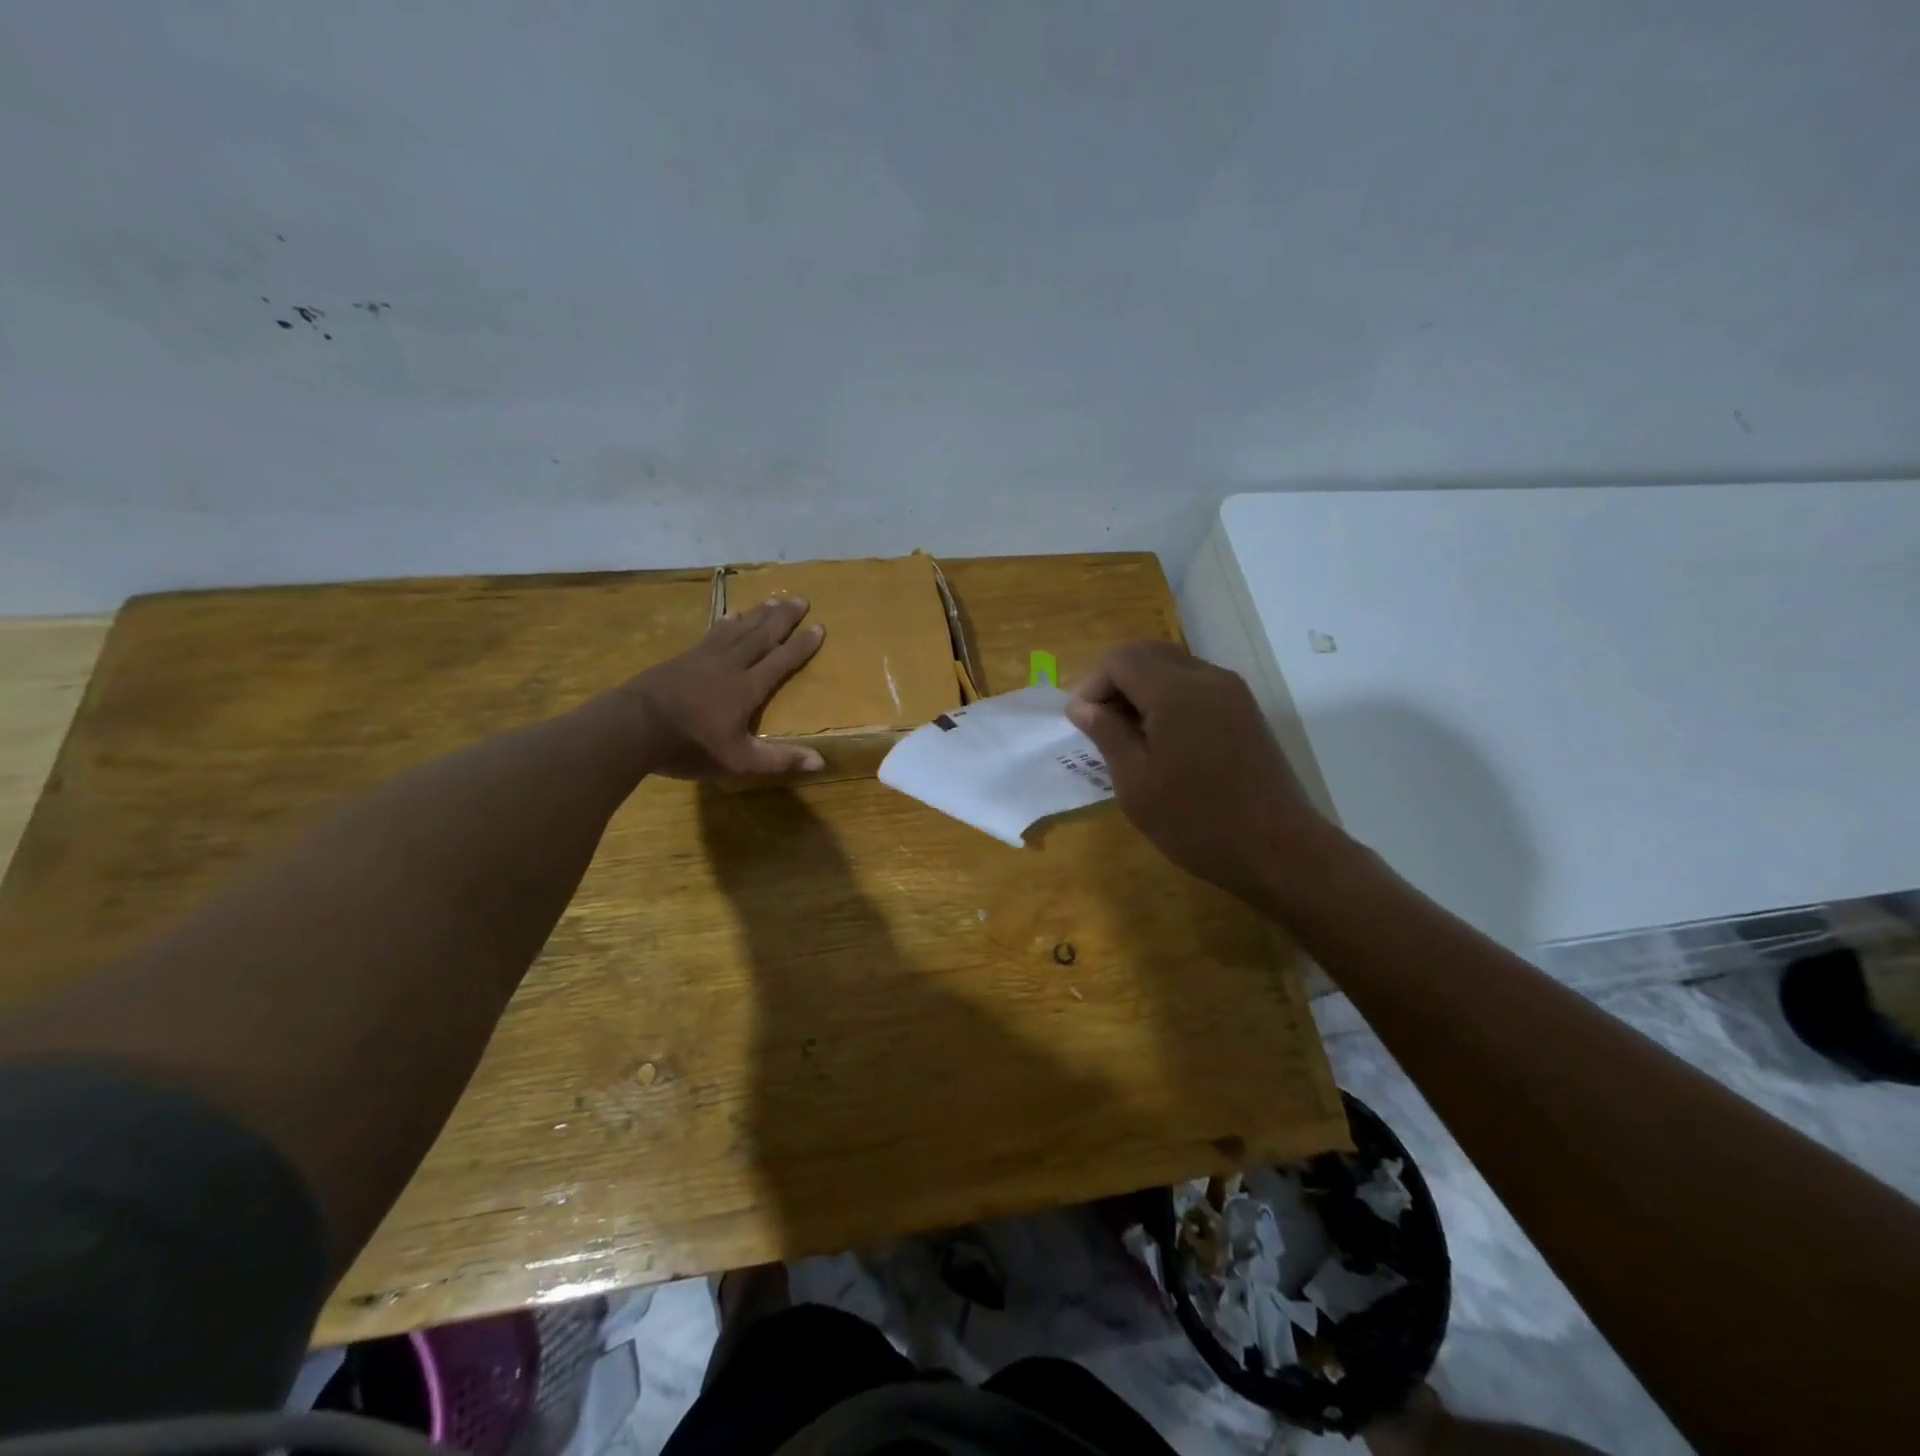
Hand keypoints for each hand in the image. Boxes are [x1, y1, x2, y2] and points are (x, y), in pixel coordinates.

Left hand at [618, 596, 826, 777]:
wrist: (633, 726)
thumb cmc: (690, 746)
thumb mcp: (739, 760)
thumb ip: (780, 759)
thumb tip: (821, 762)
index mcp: (748, 688)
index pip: (782, 661)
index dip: (802, 645)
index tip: (820, 627)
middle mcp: (731, 665)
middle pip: (762, 636)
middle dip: (784, 618)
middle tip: (801, 599)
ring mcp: (704, 658)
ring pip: (739, 629)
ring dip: (758, 614)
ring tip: (774, 599)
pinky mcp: (683, 659)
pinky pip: (712, 634)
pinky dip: (725, 623)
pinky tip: (729, 616)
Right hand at [1066, 641, 1336, 903]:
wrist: (1278, 850)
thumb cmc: (1195, 821)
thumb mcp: (1135, 783)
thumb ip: (1106, 733)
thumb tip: (1082, 706)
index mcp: (1175, 691)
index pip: (1120, 659)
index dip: (1091, 684)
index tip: (1080, 722)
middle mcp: (1206, 677)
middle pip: (1147, 653)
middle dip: (1115, 681)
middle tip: (1099, 724)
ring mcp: (1232, 692)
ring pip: (1172, 666)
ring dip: (1142, 689)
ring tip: (1127, 735)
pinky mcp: (1245, 711)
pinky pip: (1195, 685)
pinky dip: (1168, 698)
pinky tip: (1162, 740)